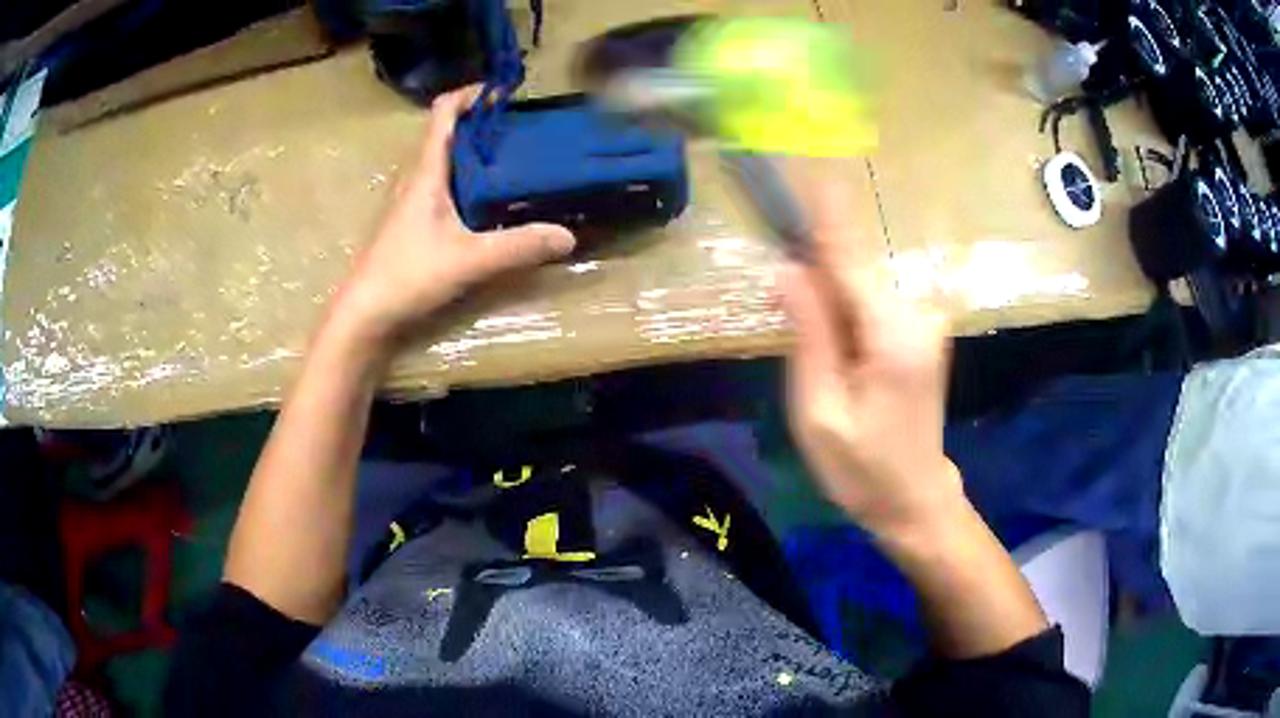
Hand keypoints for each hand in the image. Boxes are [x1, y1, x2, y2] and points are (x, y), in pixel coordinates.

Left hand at [332, 85, 575, 347]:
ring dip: (469, 148)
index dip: (470, 94)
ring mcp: (408, 199)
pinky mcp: (408, 221)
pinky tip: (483, 197)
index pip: (442, 113)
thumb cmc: (408, 275)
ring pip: (440, 157)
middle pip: (444, 131)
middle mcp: (414, 177)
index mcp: (426, 172)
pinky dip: (462, 175)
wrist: (364, 314)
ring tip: (508, 154)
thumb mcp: (469, 259)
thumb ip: (519, 246)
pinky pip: (437, 181)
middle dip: (478, 120)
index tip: (503, 91)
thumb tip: (568, 236)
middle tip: (518, 126)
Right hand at [780, 184, 963, 540]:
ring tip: (787, 268)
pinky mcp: (919, 328)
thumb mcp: (819, 413)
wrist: (915, 498)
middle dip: (813, 242)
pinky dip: (841, 287)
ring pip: (862, 276)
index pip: (850, 255)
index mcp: (892, 334)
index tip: (807, 164)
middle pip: (855, 260)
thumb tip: (788, 270)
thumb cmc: (862, 469)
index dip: (825, 209)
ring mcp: (923, 320)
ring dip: (824, 268)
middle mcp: (915, 314)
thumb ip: (809, 336)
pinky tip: (816, 295)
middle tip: (773, 226)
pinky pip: (870, 294)